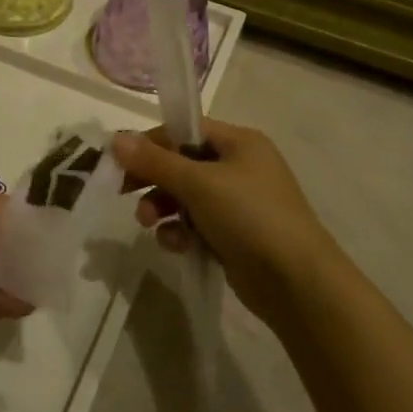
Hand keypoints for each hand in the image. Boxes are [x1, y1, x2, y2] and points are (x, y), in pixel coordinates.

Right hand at [112, 120, 346, 335]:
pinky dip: (182, 232)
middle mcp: (240, 167)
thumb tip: (116, 138)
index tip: (120, 161)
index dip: (151, 142)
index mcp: (239, 142)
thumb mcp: (198, 183)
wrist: (296, 281)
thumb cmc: (249, 216)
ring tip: (150, 224)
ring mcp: (239, 203)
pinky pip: (197, 224)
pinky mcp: (235, 236)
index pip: (185, 130)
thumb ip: (154, 160)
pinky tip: (176, 245)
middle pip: (182, 164)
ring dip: (163, 207)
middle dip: (154, 179)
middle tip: (122, 192)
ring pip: (186, 197)